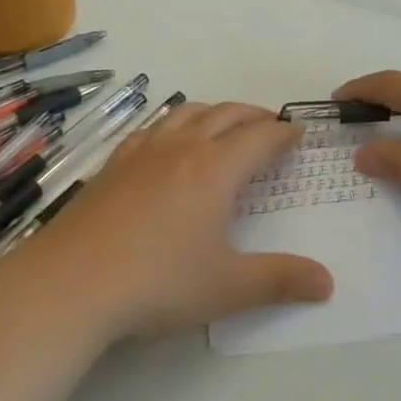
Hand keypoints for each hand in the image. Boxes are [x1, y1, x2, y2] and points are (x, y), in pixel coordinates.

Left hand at [9, 102, 334, 340]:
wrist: (71, 282)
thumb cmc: (158, 283)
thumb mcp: (227, 288)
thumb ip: (280, 281)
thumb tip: (329, 282)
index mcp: (215, 169)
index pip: (260, 137)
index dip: (283, 133)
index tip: (298, 132)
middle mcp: (183, 148)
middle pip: (226, 115)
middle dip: (254, 116)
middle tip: (270, 126)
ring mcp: (144, 151)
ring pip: (188, 113)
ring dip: (215, 112)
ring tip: (225, 123)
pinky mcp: (114, 162)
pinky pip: (153, 127)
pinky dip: (175, 123)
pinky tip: (168, 141)